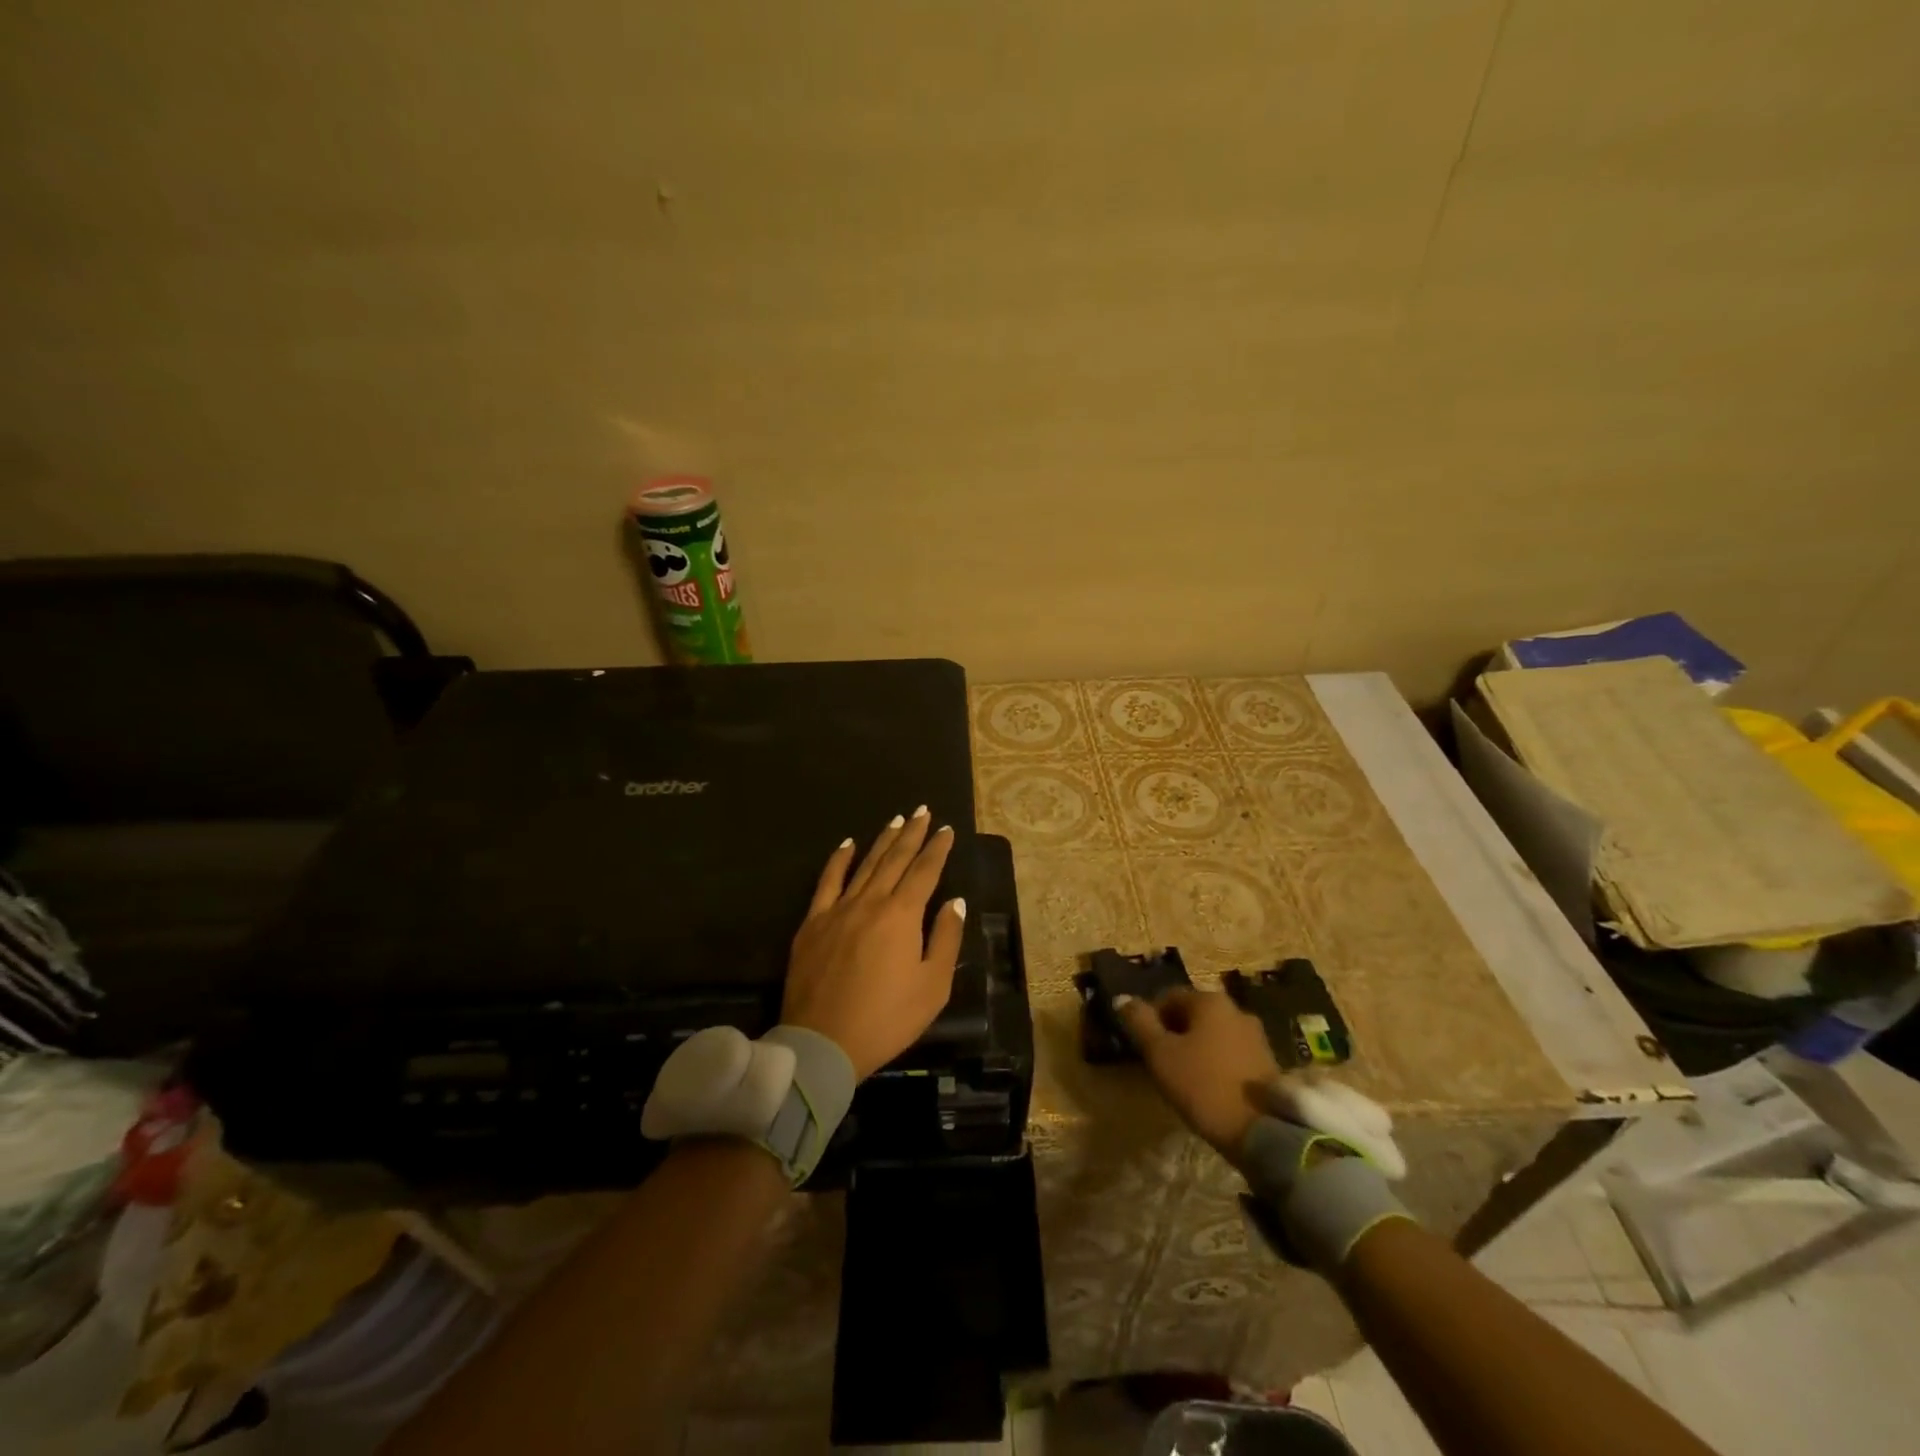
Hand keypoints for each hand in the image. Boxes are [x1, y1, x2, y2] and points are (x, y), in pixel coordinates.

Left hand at [782, 807, 966, 1080]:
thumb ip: (945, 938)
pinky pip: (827, 882)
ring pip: (865, 865)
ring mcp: (838, 910)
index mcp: (901, 915)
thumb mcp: (932, 986)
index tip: (947, 829)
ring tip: (896, 820)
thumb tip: (954, 901)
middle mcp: (870, 902)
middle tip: (923, 810)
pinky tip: (847, 844)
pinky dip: (838, 860)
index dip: (937, 849)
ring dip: (882, 840)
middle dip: (912, 833)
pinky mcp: (813, 923)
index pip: (924, 872)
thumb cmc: (886, 1019)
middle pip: (895, 859)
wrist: (823, 1043)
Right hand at [1117, 989, 1280, 1162]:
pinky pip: (1231, 1053)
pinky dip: (1216, 1063)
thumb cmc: (1203, 1085)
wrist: (1263, 1132)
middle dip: (1175, 1033)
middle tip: (1161, 1062)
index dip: (1150, 1018)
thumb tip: (1121, 998)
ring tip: (1184, 1077)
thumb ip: (1139, 1022)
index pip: (1168, 997)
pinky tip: (1209, 1087)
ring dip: (1197, 1048)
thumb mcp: (1160, 1054)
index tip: (1143, 1046)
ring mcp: (1256, 1036)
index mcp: (1209, 1001)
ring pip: (1214, 1034)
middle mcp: (1236, 1010)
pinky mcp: (1268, 1062)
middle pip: (1193, 1014)